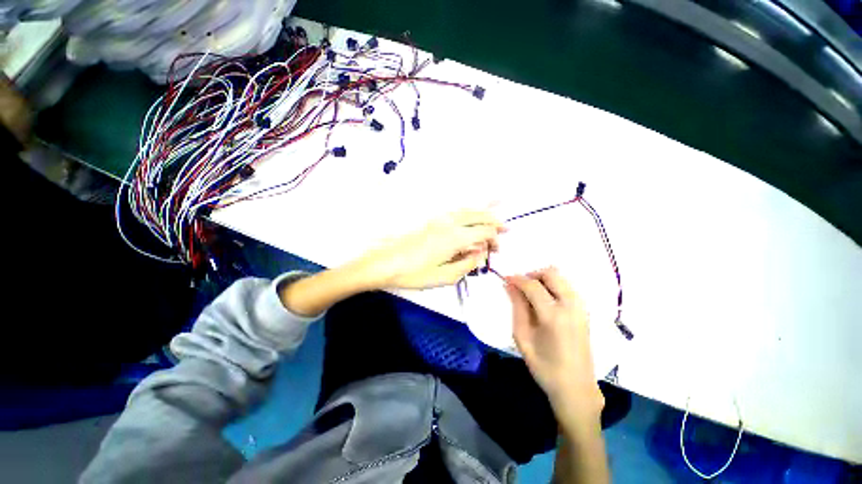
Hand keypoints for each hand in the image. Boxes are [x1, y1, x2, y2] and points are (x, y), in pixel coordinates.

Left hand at [356, 209, 504, 289]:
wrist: (385, 263)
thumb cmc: (414, 274)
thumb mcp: (444, 277)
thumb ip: (467, 265)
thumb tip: (479, 254)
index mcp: (455, 237)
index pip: (484, 232)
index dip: (494, 239)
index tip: (496, 249)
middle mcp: (450, 223)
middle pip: (478, 215)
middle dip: (493, 221)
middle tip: (504, 229)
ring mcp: (439, 219)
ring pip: (467, 210)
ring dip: (482, 213)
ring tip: (492, 218)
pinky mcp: (431, 221)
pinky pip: (456, 212)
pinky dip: (468, 212)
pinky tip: (470, 216)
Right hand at [505, 267, 603, 420]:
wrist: (576, 388)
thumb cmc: (544, 367)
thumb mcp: (522, 338)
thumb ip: (517, 308)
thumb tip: (510, 286)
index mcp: (553, 316)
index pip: (533, 285)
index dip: (517, 279)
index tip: (505, 279)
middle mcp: (571, 306)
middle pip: (551, 273)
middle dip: (532, 274)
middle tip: (520, 286)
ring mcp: (581, 308)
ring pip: (561, 278)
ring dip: (543, 279)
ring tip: (530, 294)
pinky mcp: (584, 312)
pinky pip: (567, 287)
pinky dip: (553, 286)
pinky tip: (544, 301)